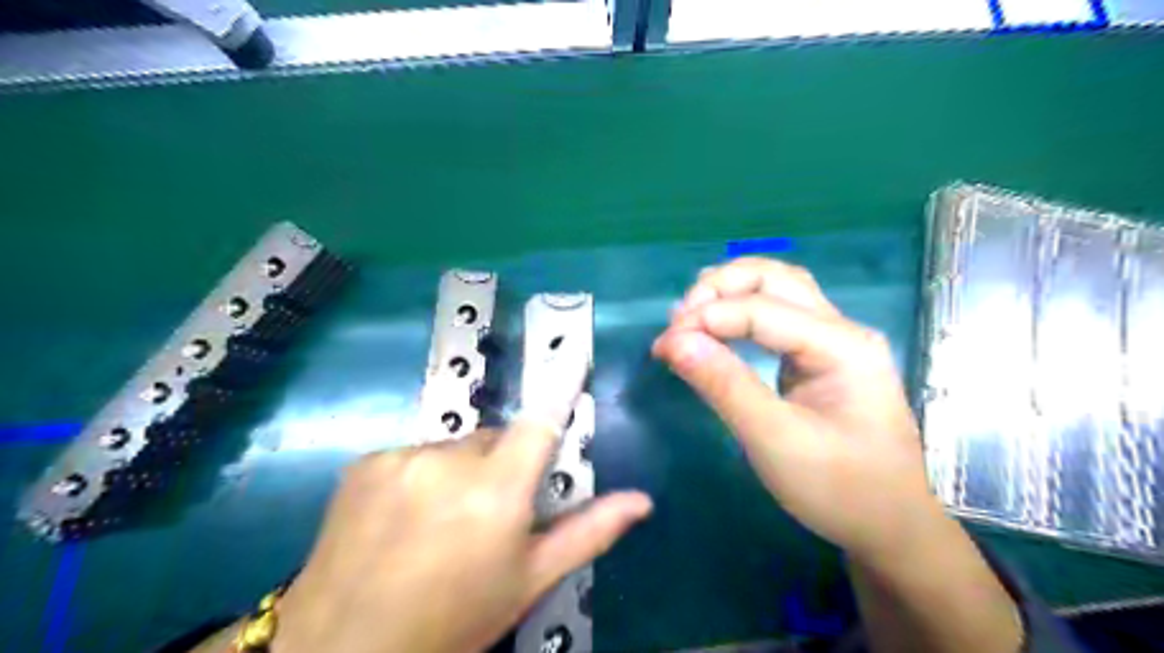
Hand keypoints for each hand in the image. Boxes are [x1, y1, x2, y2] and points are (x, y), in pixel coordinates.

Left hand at [275, 419, 651, 652]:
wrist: (344, 648)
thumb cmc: (454, 618)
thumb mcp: (529, 581)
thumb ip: (589, 532)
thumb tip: (642, 500)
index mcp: (497, 491)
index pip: (541, 421)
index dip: (561, 386)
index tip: (575, 354)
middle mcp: (450, 461)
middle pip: (494, 439)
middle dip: (502, 464)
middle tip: (490, 513)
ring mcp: (402, 457)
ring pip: (453, 447)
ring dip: (459, 471)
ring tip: (441, 522)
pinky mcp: (365, 462)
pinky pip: (413, 455)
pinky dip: (419, 476)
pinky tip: (404, 518)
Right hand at [654, 257, 932, 563]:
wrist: (890, 528)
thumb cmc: (839, 490)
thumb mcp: (775, 441)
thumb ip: (724, 386)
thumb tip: (673, 341)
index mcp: (842, 346)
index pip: (762, 309)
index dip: (706, 319)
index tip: (661, 345)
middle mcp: (842, 330)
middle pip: (777, 279)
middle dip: (721, 288)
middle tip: (678, 319)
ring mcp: (834, 342)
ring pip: (780, 290)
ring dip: (731, 292)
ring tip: (690, 314)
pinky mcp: (821, 358)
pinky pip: (779, 316)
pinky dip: (741, 312)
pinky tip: (717, 324)